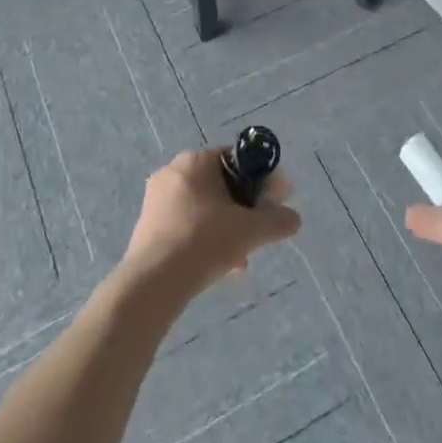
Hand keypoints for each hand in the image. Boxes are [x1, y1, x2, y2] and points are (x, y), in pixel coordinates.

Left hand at [120, 148, 300, 299]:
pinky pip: (185, 224)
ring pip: (203, 208)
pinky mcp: (147, 226)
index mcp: (196, 160)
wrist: (153, 282)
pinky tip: (217, 267)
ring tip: (240, 260)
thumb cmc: (204, 241)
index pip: (236, 159)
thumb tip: (294, 218)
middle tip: (258, 234)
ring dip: (226, 228)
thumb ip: (277, 220)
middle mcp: (173, 171)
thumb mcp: (250, 230)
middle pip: (220, 186)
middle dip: (243, 210)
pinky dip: (204, 238)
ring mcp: (156, 199)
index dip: (260, 180)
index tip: (275, 202)